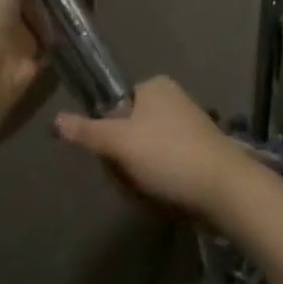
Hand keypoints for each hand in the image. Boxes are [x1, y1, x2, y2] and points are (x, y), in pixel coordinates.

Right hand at [53, 76, 252, 224]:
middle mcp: (173, 100)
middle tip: (131, 178)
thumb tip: (55, 120)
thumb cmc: (169, 155)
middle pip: (127, 132)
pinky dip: (161, 183)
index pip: (114, 107)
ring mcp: (190, 128)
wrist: (227, 190)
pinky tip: (166, 197)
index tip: (112, 155)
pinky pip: (166, 167)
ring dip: (140, 176)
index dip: (107, 134)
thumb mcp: (119, 142)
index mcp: (155, 86)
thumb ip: (86, 131)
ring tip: (150, 192)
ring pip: (144, 153)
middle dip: (124, 160)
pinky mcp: (201, 154)